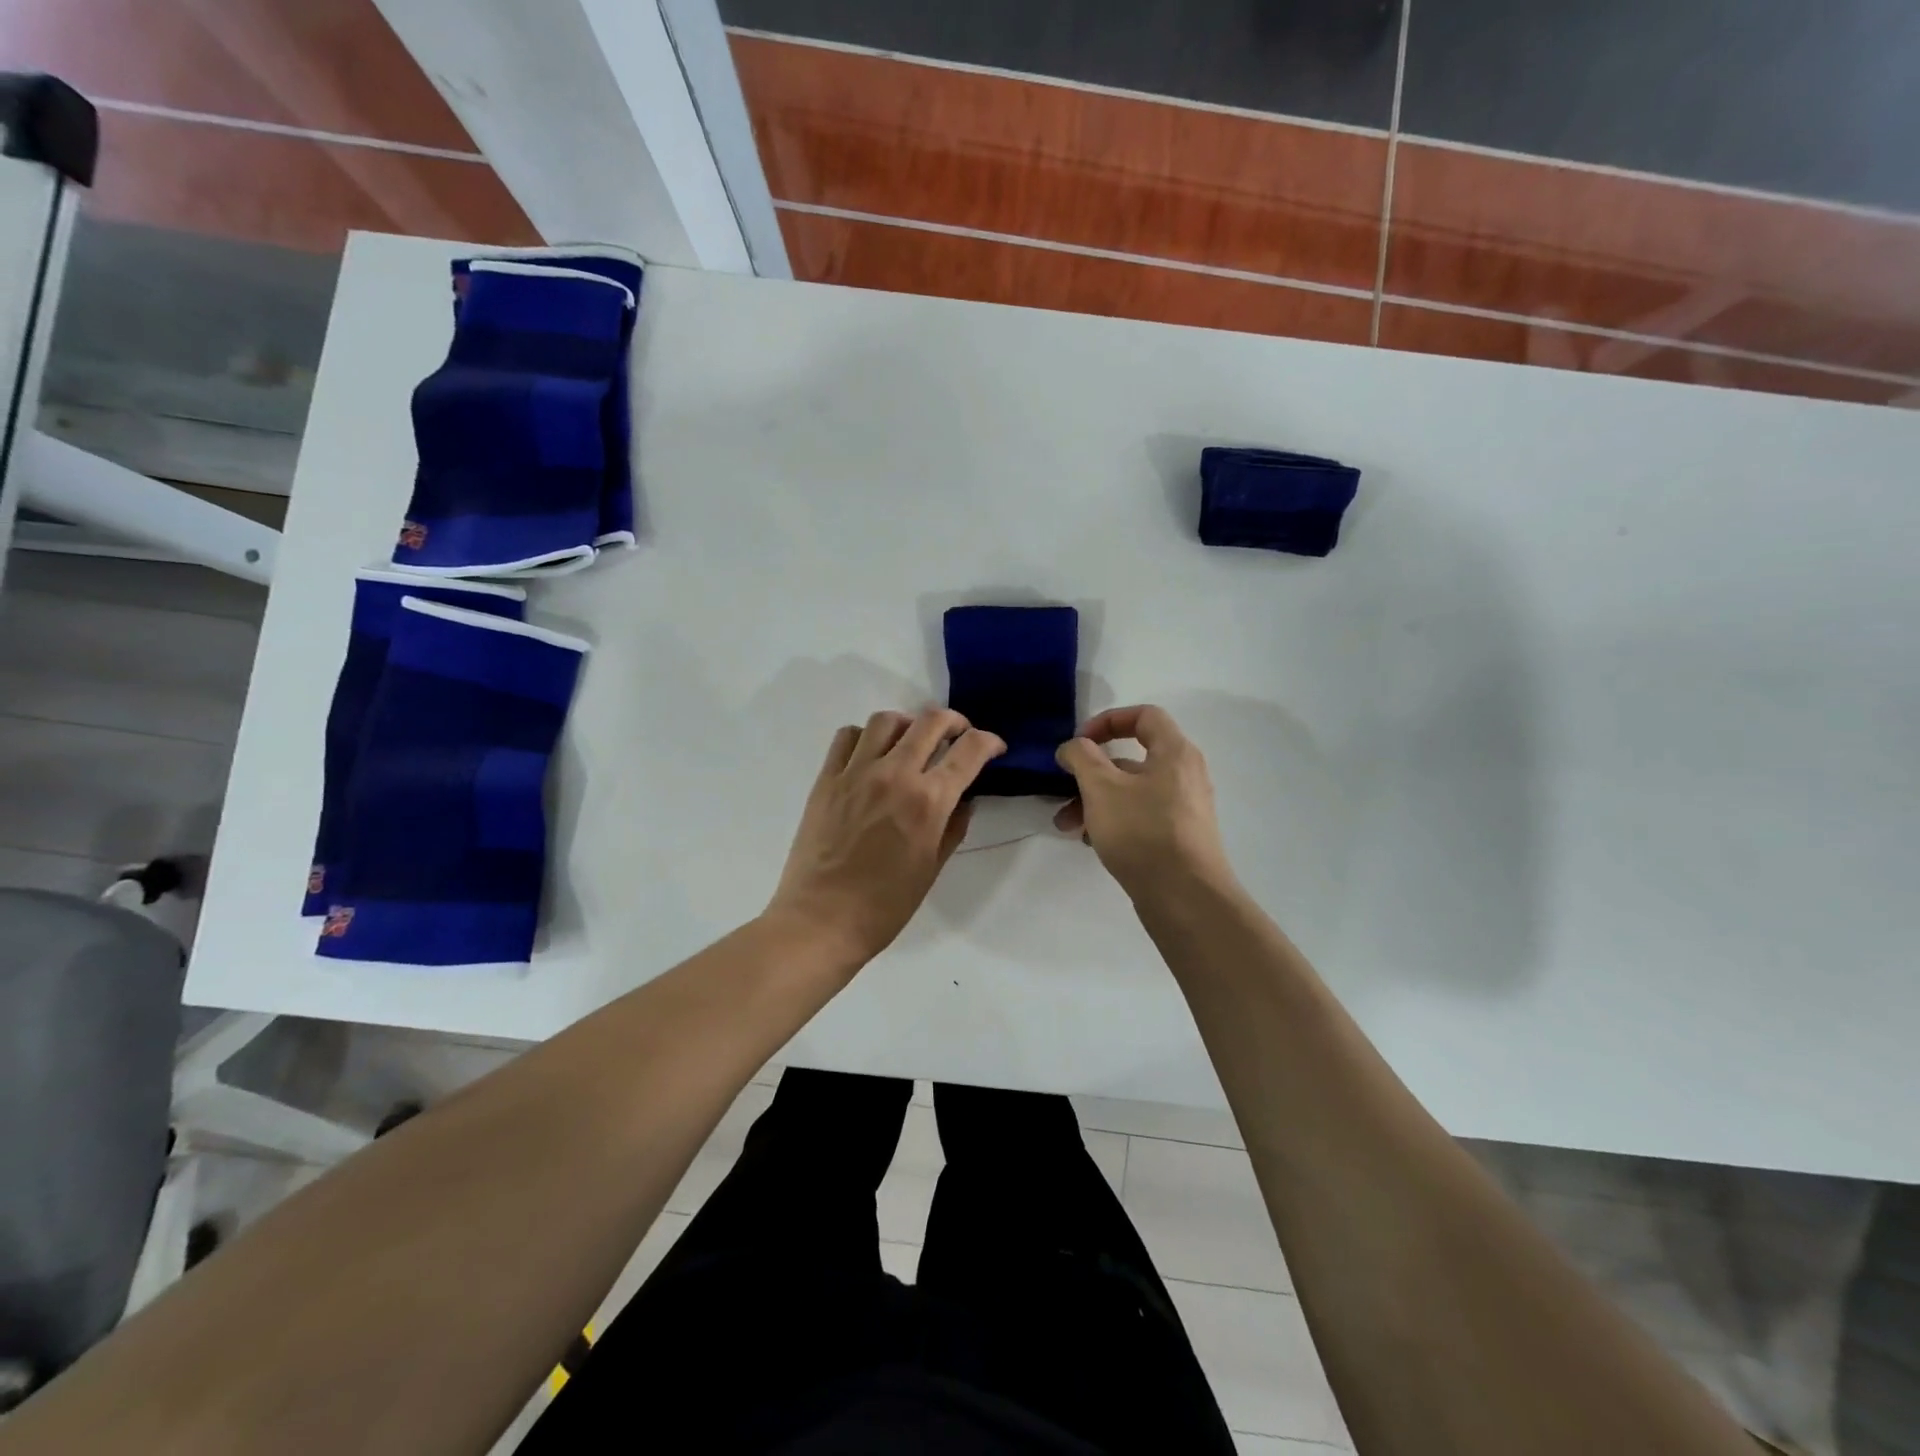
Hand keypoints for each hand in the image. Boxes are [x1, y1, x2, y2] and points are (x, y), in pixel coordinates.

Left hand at [767, 709, 1005, 966]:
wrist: (821, 920)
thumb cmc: (885, 905)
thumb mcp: (932, 867)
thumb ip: (953, 826)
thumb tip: (964, 799)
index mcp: (928, 801)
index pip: (969, 751)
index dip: (989, 742)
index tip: (994, 748)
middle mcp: (895, 774)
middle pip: (931, 722)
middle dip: (955, 722)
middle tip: (959, 735)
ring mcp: (856, 772)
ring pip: (887, 720)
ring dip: (909, 724)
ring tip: (912, 741)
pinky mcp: (826, 779)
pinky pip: (848, 736)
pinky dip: (866, 736)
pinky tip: (872, 754)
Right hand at [1054, 705, 1236, 903]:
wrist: (1185, 898)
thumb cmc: (1142, 832)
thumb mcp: (1101, 788)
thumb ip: (1081, 758)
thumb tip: (1073, 747)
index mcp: (1174, 752)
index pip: (1144, 716)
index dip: (1108, 720)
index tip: (1080, 742)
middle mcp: (1184, 775)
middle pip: (1131, 759)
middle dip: (1090, 773)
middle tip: (1063, 789)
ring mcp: (1183, 808)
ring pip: (1131, 792)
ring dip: (1094, 801)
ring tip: (1066, 825)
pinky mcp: (1177, 837)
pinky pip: (1140, 816)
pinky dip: (1113, 820)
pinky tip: (1089, 841)